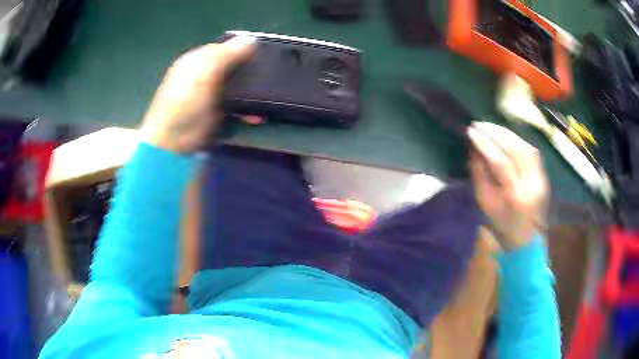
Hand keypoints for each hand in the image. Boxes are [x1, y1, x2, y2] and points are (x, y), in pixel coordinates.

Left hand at [140, 36, 254, 152]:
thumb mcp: (205, 73)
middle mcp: (203, 75)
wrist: (173, 143)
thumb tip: (251, 39)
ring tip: (264, 99)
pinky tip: (255, 115)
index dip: (242, 49)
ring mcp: (209, 95)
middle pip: (231, 66)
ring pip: (235, 86)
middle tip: (265, 77)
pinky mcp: (215, 113)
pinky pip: (235, 105)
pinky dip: (246, 109)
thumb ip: (227, 55)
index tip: (260, 56)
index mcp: (197, 60)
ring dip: (250, 92)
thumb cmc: (185, 103)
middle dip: (248, 72)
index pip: (224, 47)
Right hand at [468, 122, 548, 250]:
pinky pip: (531, 150)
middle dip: (495, 133)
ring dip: (506, 133)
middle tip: (478, 124)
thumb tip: (474, 150)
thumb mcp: (485, 206)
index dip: (485, 144)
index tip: (471, 132)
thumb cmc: (503, 228)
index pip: (501, 163)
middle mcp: (532, 184)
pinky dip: (517, 139)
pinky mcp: (544, 175)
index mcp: (516, 197)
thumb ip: (479, 176)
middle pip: (516, 149)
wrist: (527, 241)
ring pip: (525, 146)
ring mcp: (541, 179)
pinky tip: (505, 136)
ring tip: (489, 127)